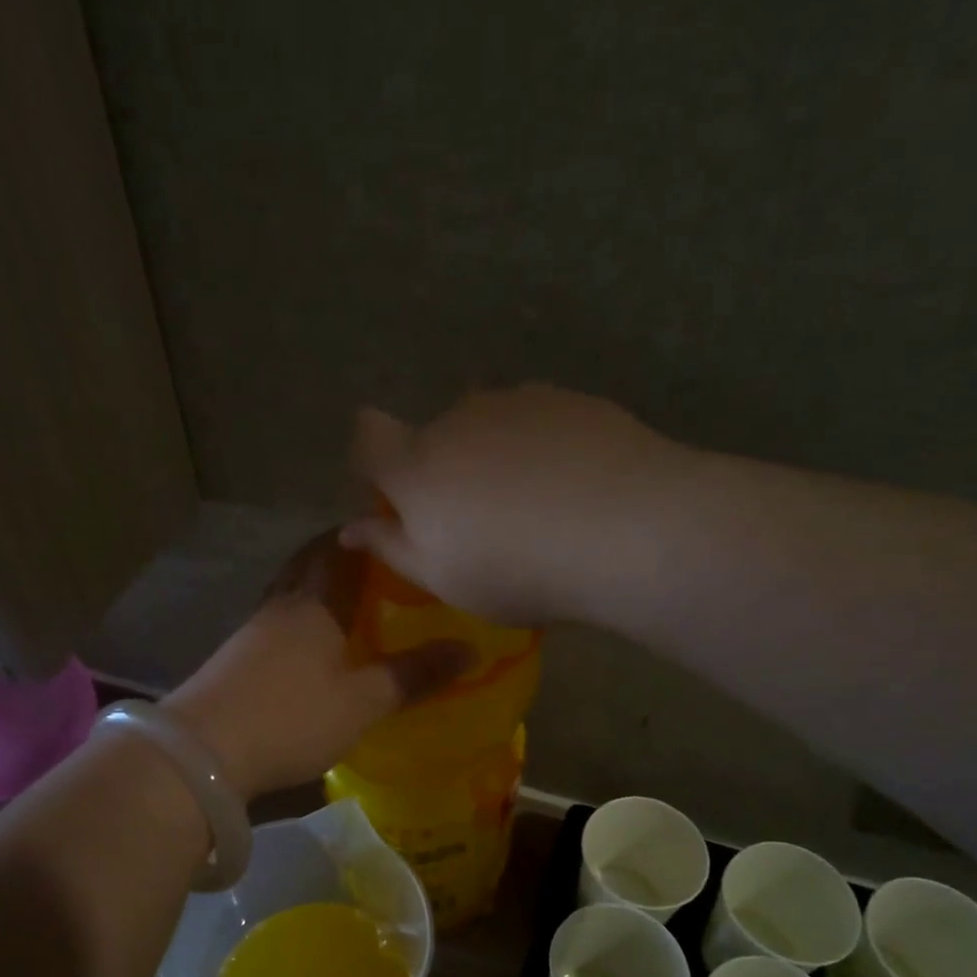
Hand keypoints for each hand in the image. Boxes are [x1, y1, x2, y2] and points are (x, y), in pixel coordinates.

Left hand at [164, 536, 470, 799]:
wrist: (203, 752)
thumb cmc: (292, 718)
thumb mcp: (364, 702)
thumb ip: (414, 674)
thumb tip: (469, 649)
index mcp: (315, 602)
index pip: (341, 549)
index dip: (366, 534)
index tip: (395, 529)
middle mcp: (283, 604)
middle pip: (310, 563)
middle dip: (341, 555)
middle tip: (379, 564)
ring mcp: (255, 630)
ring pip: (292, 592)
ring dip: (319, 587)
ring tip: (353, 601)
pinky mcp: (238, 656)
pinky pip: (279, 621)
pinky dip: (303, 618)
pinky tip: (316, 642)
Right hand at [338, 385, 685, 624]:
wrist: (626, 530)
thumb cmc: (516, 570)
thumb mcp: (443, 579)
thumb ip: (392, 547)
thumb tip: (350, 528)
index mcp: (417, 464)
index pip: (367, 434)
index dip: (372, 459)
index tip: (395, 496)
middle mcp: (458, 417)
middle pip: (435, 436)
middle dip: (445, 471)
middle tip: (481, 523)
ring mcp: (518, 401)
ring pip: (490, 427)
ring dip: (496, 458)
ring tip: (537, 509)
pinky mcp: (571, 398)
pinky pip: (538, 423)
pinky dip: (542, 449)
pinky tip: (574, 488)